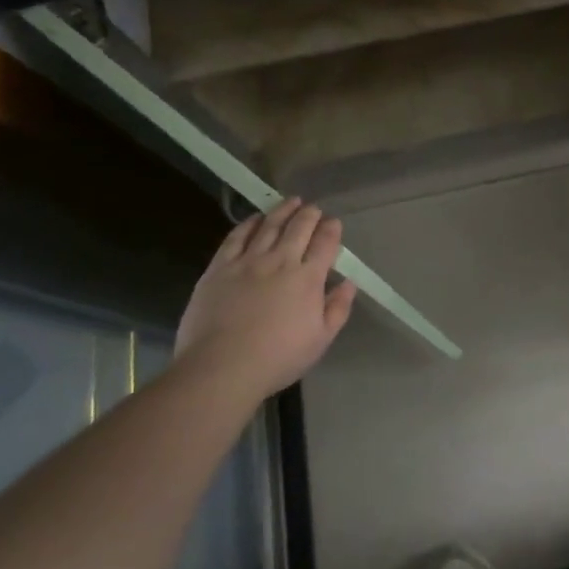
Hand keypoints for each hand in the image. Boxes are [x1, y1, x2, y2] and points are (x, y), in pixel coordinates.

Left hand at [174, 198, 356, 398]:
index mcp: (308, 278)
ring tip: (290, 201)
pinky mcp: (220, 267)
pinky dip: (248, 224)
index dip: (331, 229)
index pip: (325, 243)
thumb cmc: (277, 357)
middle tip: (313, 208)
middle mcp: (281, 261)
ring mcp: (248, 261)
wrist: (222, 367)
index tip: (334, 222)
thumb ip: (338, 308)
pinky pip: (236, 237)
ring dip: (282, 211)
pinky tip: (255, 218)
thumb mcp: (320, 340)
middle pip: (299, 228)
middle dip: (309, 214)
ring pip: (269, 225)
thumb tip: (348, 283)